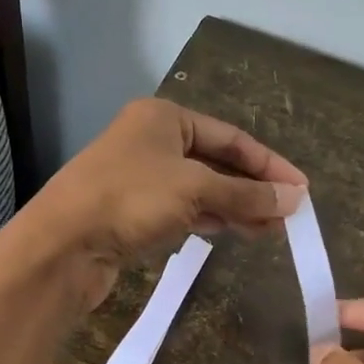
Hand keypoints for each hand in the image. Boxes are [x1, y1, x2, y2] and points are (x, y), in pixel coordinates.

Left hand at [15, 98, 306, 311]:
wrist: (62, 245)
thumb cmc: (130, 200)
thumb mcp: (196, 190)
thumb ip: (246, 194)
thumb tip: (295, 199)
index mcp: (164, 118)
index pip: (231, 137)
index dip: (269, 164)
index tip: (302, 189)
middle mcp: (150, 141)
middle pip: (216, 162)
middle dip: (253, 189)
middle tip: (288, 215)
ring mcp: (139, 177)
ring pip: (200, 189)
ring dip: (235, 207)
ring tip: (270, 229)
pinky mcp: (131, 212)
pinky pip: (181, 210)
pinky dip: (209, 219)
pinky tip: (233, 232)